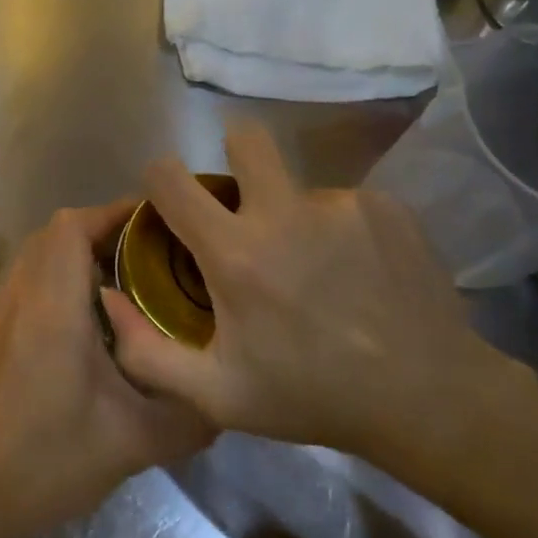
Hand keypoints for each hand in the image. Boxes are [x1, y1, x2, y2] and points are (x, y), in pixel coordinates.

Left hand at [0, 202, 212, 537]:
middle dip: (99, 232)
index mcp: (57, 307)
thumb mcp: (136, 442)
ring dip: (61, 245)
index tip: (149, 220)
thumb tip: (227, 398)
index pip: (77, 229)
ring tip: (99, 260)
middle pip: (56, 236)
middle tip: (140, 255)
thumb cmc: (53, 462)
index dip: (111, 212)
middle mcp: (19, 294)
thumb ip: (190, 416)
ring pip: (25, 253)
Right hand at [101, 120, 514, 461]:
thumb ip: (146, 352)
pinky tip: (357, 274)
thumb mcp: (216, 394)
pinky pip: (341, 203)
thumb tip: (107, 300)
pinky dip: (338, 230)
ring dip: (293, 215)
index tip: (170, 202)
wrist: (430, 399)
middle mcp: (284, 212)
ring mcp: (340, 204)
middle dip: (234, 158)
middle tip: (245, 205)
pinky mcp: (385, 207)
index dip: (159, 179)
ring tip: (317, 270)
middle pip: (244, 138)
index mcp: (235, 252)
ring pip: (296, 185)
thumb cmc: (312, 396)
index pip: (170, 177)